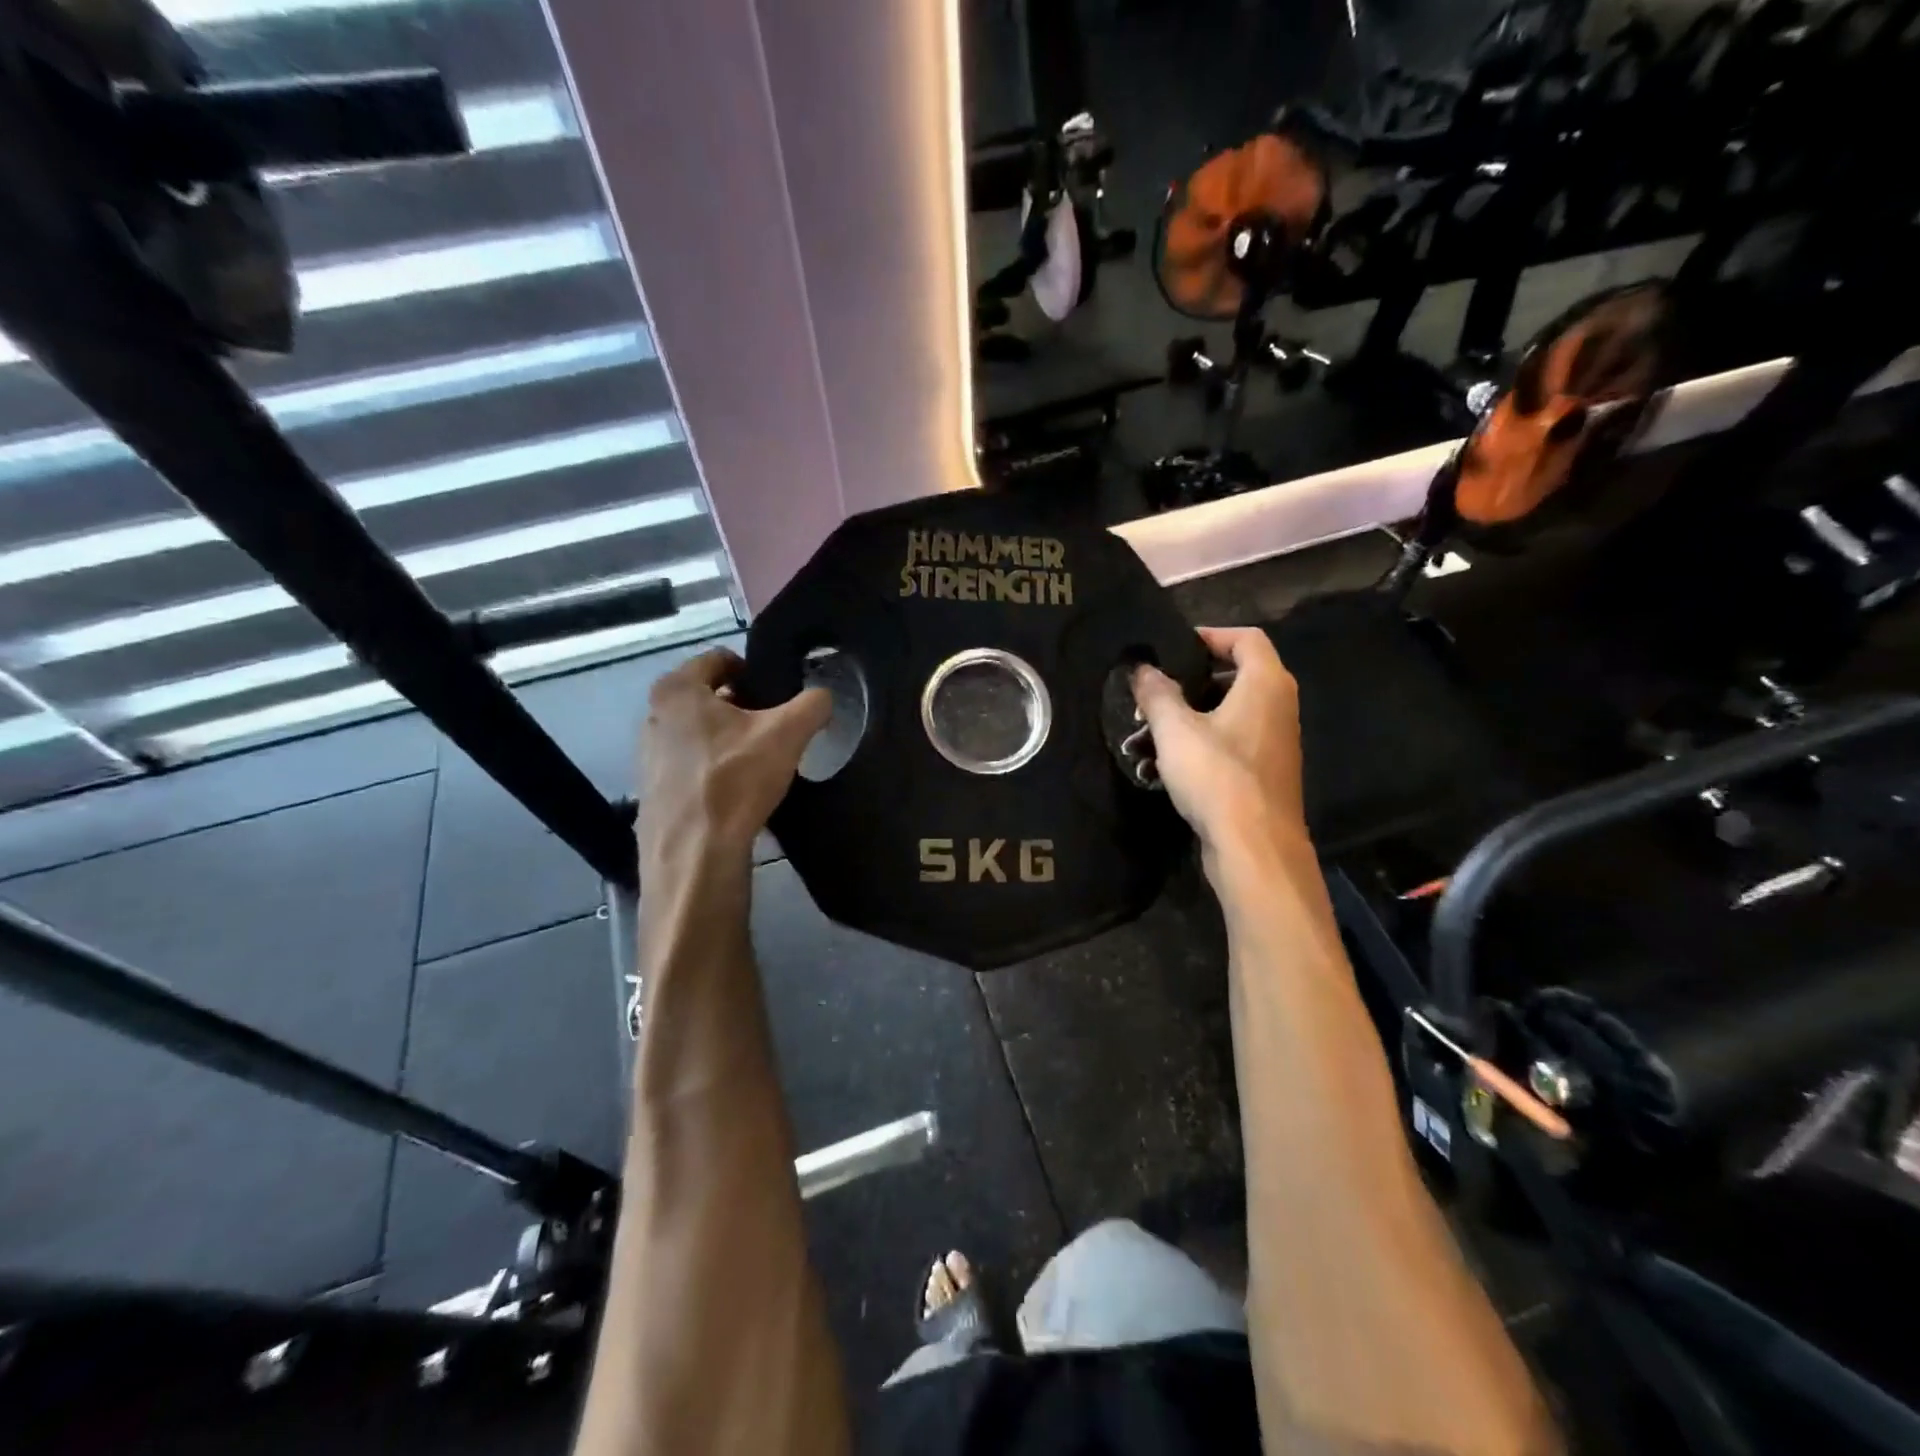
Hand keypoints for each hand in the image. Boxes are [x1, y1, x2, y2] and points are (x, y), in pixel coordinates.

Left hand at [637, 648, 829, 868]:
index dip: (753, 669)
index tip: (777, 692)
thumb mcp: (788, 733)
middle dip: (741, 706)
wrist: (695, 854)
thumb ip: (813, 704)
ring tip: (758, 760)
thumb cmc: (736, 779)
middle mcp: (653, 715)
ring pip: (698, 732)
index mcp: (677, 689)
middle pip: (707, 696)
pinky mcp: (653, 791)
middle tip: (774, 726)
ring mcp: (648, 755)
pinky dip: (713, 768)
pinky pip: (690, 765)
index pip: (719, 659)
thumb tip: (823, 697)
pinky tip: (737, 790)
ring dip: (727, 738)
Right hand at [1130, 626, 1306, 867]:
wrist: (1255, 848)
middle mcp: (1277, 707)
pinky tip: (1157, 768)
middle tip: (1150, 695)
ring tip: (1142, 737)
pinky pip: (1227, 744)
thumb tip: (1142, 667)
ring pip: (1224, 715)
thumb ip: (1156, 692)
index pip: (1245, 638)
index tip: (1171, 649)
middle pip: (1232, 677)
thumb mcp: (1175, 729)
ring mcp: (1272, 742)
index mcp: (1265, 684)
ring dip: (1183, 721)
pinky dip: (1196, 747)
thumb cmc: (1217, 776)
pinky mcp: (1262, 773)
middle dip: (1185, 685)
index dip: (1208, 636)